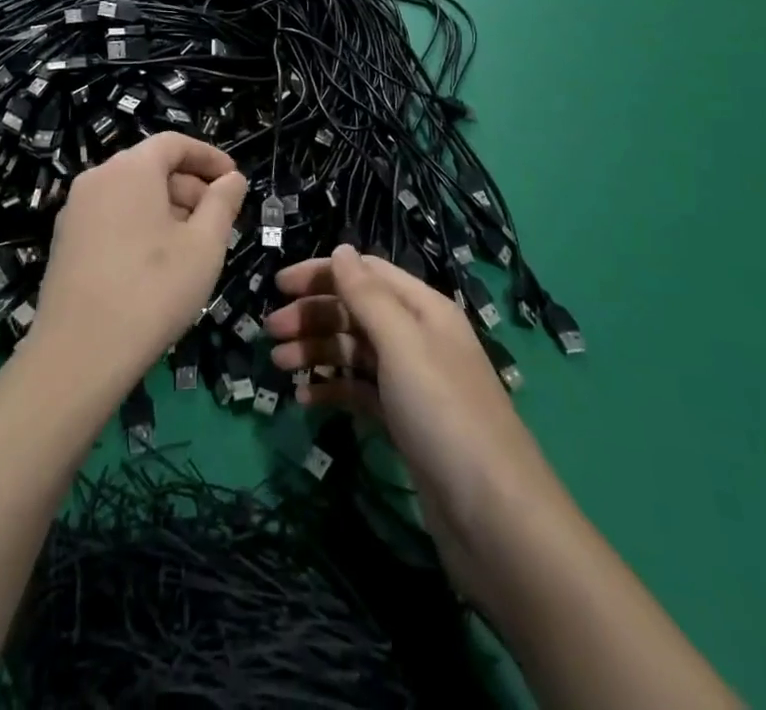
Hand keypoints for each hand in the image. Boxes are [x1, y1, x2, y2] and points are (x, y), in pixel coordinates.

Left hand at [31, 133, 246, 389]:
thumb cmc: (153, 290)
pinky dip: (140, 225)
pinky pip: (112, 216)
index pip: (174, 143)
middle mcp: (97, 178)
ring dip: (167, 209)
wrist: (79, 354)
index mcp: (130, 168)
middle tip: (220, 221)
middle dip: (190, 187)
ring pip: (131, 194)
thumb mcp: (205, 245)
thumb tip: (232, 179)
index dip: (209, 157)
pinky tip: (158, 263)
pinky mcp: (65, 241)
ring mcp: (75, 210)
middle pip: (151, 167)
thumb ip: (223, 202)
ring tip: (193, 246)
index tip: (234, 180)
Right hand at [267, 246, 548, 524]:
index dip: (322, 273)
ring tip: (280, 364)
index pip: (365, 273)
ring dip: (317, 350)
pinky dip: (334, 389)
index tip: (278, 286)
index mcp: (423, 308)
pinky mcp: (404, 422)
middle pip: (356, 310)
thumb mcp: (403, 343)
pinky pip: (361, 391)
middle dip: (313, 314)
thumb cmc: (443, 413)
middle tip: (271, 331)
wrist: (494, 517)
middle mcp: (418, 337)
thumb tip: (341, 248)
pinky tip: (307, 400)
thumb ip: (367, 294)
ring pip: (355, 351)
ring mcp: (411, 382)